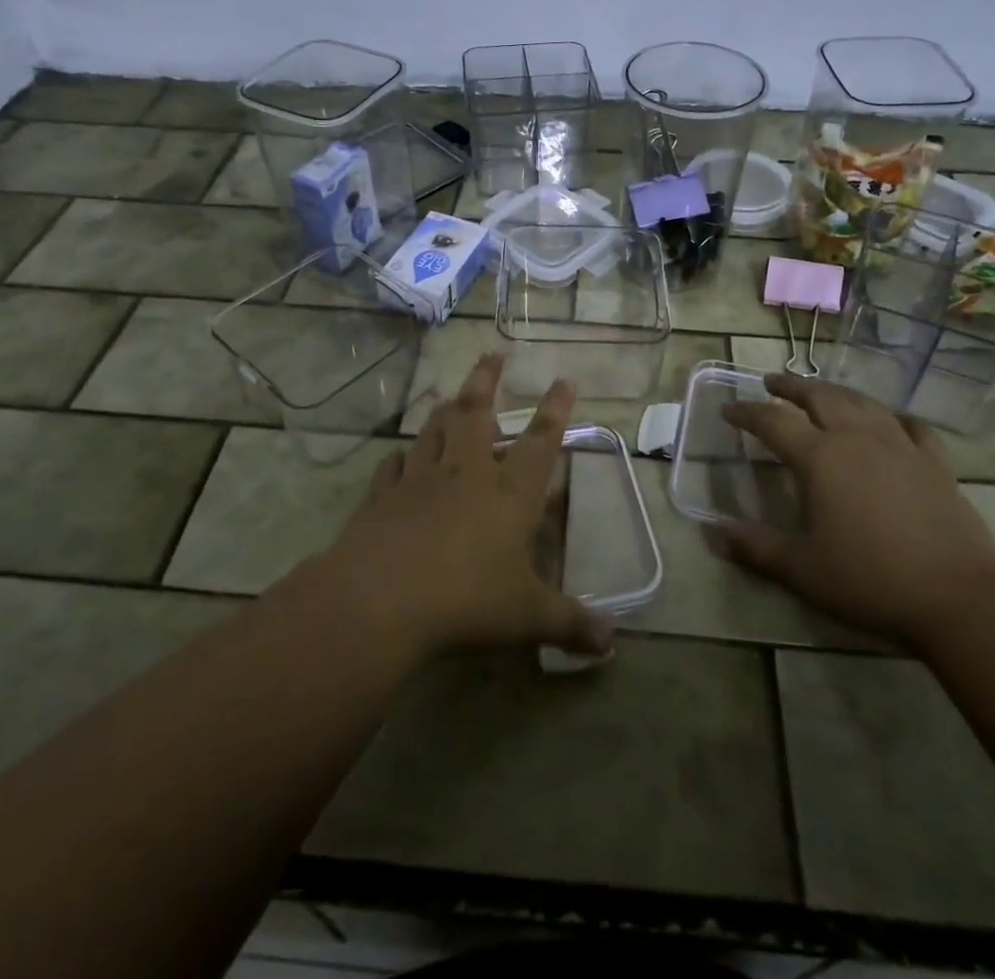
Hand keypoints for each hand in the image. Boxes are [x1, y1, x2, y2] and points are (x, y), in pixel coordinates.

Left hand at [322, 353, 613, 660]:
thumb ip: (570, 624)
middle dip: (487, 380)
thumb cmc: (467, 600)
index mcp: (509, 492)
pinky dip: (399, 458)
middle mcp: (467, 473)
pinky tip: (398, 457)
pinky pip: (393, 467)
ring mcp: (421, 480)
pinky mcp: (382, 496)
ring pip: (435, 430)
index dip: (556, 410)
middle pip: (477, 412)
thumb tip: (611, 641)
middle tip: (492, 353)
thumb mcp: (527, 617)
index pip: (540, 441)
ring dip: (445, 409)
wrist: (382, 599)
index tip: (563, 380)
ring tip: (451, 393)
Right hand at [711, 373, 994, 647]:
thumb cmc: (869, 579)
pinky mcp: (935, 463)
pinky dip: (893, 417)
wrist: (958, 597)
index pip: (772, 421)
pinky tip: (890, 421)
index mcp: (819, 458)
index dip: (747, 412)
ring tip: (822, 393)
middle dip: (791, 387)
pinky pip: (912, 426)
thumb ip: (754, 547)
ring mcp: (901, 446)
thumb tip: (711, 532)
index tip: (728, 410)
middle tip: (772, 382)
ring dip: (836, 393)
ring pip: (863, 403)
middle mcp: (857, 439)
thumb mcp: (801, 569)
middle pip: (819, 397)